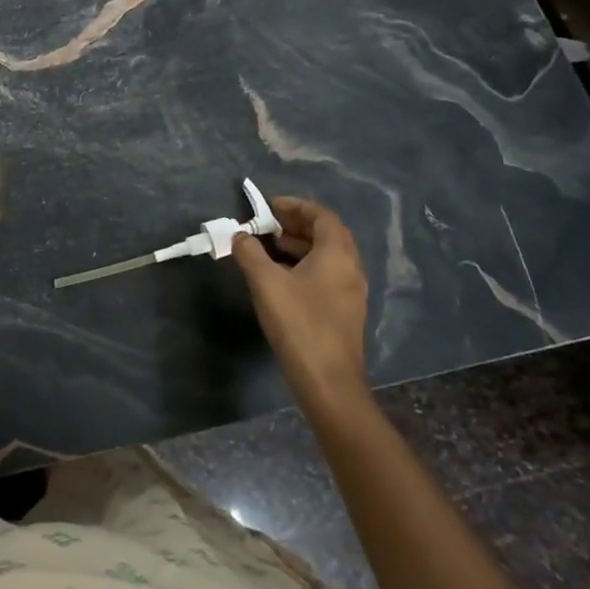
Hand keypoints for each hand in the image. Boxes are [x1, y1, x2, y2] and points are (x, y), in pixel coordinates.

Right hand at [231, 195, 370, 398]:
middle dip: (295, 225)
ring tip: (267, 249)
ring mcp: (350, 292)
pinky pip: (325, 275)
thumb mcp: (266, 282)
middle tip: (265, 226)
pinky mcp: (343, 311)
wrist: (327, 381)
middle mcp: (350, 268)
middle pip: (326, 234)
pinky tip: (279, 278)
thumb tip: (239, 236)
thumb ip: (249, 253)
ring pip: (326, 256)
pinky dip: (303, 266)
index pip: (322, 216)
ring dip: (298, 246)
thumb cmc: (299, 323)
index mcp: (337, 254)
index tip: (268, 207)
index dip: (295, 206)